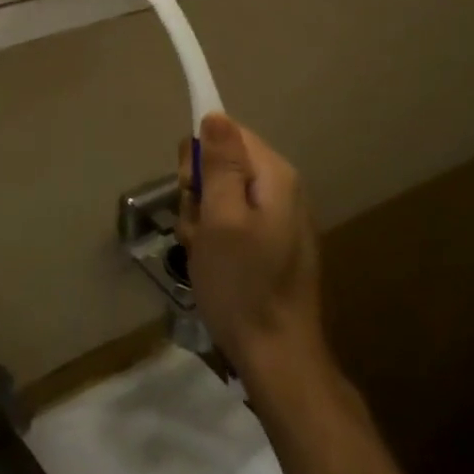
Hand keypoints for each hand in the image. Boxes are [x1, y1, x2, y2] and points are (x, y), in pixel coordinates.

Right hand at [177, 113, 328, 388]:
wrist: (278, 359)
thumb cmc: (243, 285)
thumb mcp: (221, 218)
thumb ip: (220, 163)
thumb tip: (215, 114)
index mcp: (274, 175)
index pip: (227, 132)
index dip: (200, 157)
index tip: (193, 190)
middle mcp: (281, 188)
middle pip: (222, 162)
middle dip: (198, 190)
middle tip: (199, 228)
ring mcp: (277, 218)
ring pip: (220, 194)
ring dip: (201, 218)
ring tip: (204, 252)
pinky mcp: (271, 243)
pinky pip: (231, 220)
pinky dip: (214, 237)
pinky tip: (213, 264)